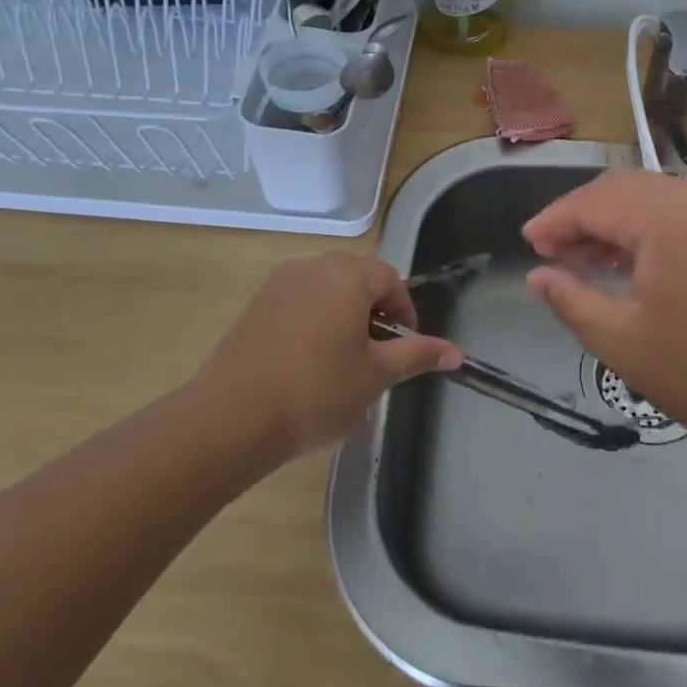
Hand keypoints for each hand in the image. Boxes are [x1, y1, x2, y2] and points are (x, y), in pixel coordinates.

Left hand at [199, 253, 462, 459]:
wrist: (230, 419)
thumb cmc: (316, 392)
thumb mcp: (375, 376)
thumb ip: (417, 355)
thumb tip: (457, 352)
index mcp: (348, 277)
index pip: (390, 279)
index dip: (404, 311)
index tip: (405, 347)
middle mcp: (313, 267)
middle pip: (357, 277)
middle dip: (373, 309)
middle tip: (376, 352)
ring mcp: (278, 283)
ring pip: (325, 288)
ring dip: (342, 313)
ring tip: (342, 359)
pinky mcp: (254, 304)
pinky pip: (297, 300)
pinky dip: (312, 319)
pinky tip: (306, 361)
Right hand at [523, 171, 686, 467]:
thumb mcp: (626, 344)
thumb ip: (572, 301)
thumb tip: (538, 276)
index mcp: (666, 214)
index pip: (592, 201)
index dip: (553, 220)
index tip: (527, 245)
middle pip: (623, 190)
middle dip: (582, 217)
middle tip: (552, 254)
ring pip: (655, 198)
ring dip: (616, 222)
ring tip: (587, 261)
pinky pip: (683, 213)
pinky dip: (650, 230)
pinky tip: (637, 265)